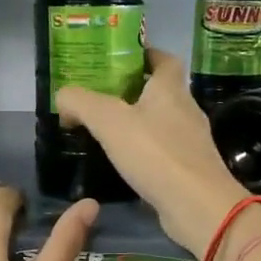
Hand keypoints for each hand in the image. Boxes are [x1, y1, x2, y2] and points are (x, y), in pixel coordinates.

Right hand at [57, 48, 249, 256]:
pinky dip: (147, 154)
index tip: (121, 60)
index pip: (165, 59)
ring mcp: (192, 143)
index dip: (145, 54)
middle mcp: (186, 110)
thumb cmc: (155, 154)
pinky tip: (127, 165)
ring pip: (163, 124)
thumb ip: (81, 103)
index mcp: (170, 89)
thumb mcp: (108, 121)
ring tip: (108, 133)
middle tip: (102, 99)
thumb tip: (63, 96)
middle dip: (135, 92)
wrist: (197, 205)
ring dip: (140, 125)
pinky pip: (165, 153)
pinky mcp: (190, 171)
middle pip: (162, 92)